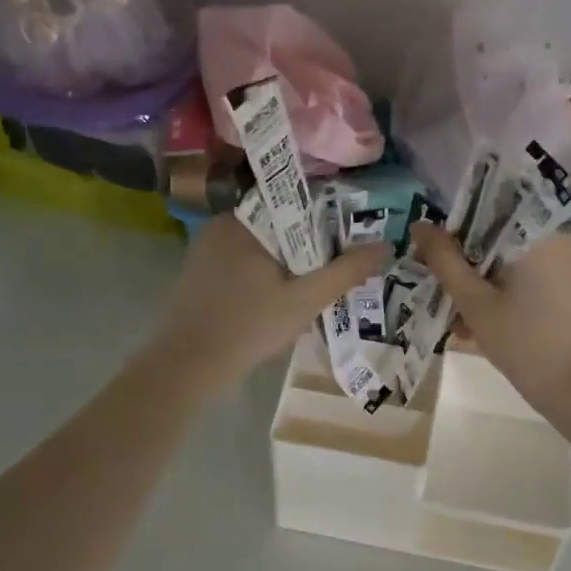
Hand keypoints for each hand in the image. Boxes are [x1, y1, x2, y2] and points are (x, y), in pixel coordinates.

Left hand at [149, 217, 389, 395]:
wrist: (187, 368)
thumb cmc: (249, 327)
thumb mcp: (306, 300)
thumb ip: (346, 271)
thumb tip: (384, 245)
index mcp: (243, 220)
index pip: (295, 202)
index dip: (326, 218)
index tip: (348, 239)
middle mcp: (221, 225)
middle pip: (279, 225)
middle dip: (307, 246)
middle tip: (334, 269)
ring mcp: (205, 249)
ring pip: (262, 246)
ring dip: (286, 263)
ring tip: (312, 287)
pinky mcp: (199, 273)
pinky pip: (243, 262)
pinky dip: (264, 275)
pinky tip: (277, 300)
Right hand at [411, 222, 570, 415]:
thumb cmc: (524, 342)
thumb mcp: (475, 302)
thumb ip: (444, 260)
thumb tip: (420, 225)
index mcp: (540, 232)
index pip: (489, 208)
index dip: (455, 227)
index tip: (432, 251)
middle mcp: (560, 238)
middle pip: (500, 236)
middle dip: (467, 261)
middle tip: (440, 288)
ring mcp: (569, 265)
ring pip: (512, 261)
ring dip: (483, 282)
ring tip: (457, 317)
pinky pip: (529, 278)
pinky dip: (504, 293)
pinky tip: (482, 324)